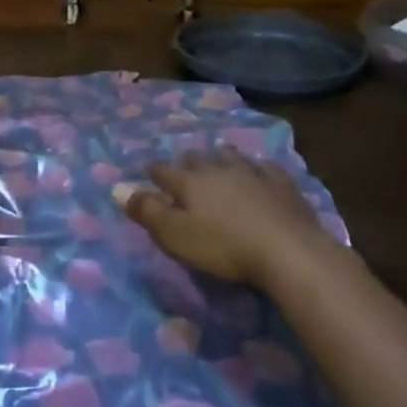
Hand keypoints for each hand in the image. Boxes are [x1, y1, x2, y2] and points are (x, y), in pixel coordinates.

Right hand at [126, 150, 333, 287]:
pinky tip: (260, 170)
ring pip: (231, 156)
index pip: (164, 172)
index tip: (148, 171)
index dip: (154, 172)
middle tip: (184, 166)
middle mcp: (218, 169)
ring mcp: (252, 173)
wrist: (286, 250)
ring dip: (221, 157)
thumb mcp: (175, 236)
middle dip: (187, 161)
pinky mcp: (282, 184)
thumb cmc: (223, 247)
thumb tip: (120, 189)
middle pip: (197, 159)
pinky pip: (266, 167)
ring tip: (219, 159)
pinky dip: (258, 168)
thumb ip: (147, 212)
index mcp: (189, 183)